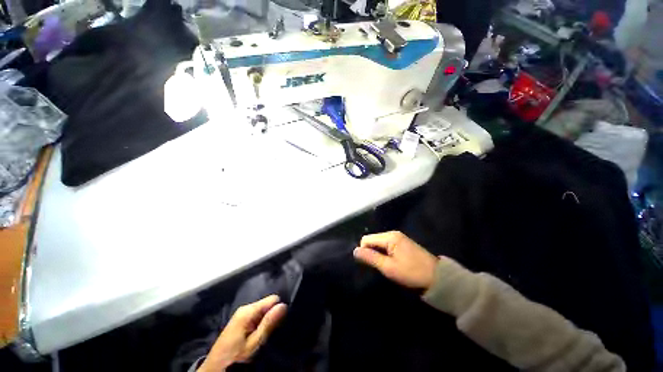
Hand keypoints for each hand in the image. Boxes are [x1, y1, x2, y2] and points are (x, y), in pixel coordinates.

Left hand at [198, 295, 286, 371]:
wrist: (213, 370)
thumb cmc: (234, 358)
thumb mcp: (254, 344)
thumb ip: (268, 324)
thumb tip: (284, 305)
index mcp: (248, 310)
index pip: (273, 299)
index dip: (279, 310)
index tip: (282, 323)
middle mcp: (245, 308)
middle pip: (268, 305)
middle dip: (273, 316)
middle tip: (274, 332)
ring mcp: (241, 315)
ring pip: (263, 312)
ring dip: (267, 322)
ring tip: (268, 335)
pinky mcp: (240, 322)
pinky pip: (256, 317)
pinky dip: (261, 325)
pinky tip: (260, 335)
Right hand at [354, 231, 437, 289]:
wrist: (437, 277)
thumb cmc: (411, 272)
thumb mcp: (389, 267)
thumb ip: (371, 258)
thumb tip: (355, 250)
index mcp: (389, 237)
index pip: (367, 239)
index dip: (364, 251)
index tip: (371, 264)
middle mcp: (393, 233)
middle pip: (373, 239)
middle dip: (372, 252)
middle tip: (379, 266)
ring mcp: (399, 237)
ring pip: (379, 242)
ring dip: (379, 253)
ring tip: (386, 265)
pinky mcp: (403, 242)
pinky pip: (387, 244)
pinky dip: (385, 253)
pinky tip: (392, 262)